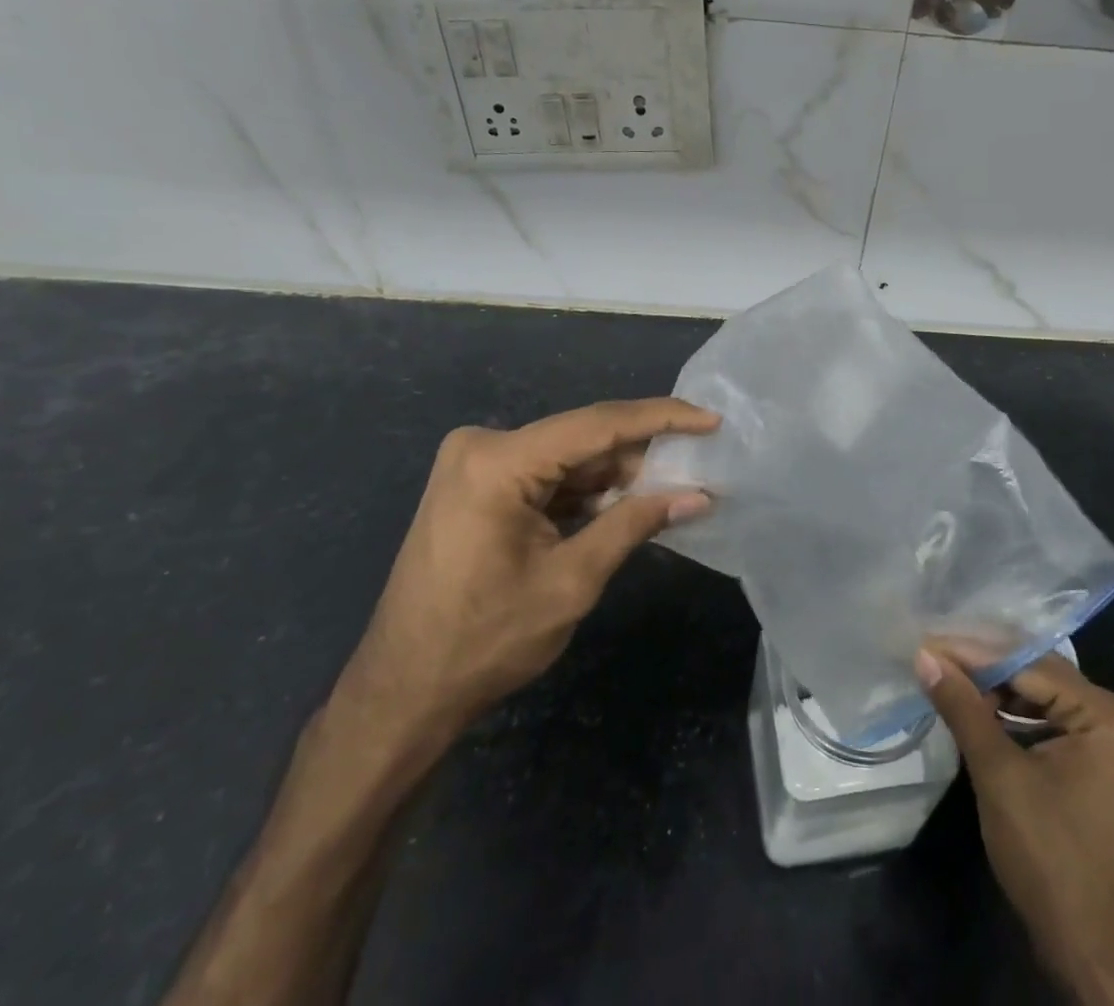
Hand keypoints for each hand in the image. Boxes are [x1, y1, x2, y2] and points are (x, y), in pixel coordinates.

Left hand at [335, 398, 717, 756]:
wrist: (402, 694)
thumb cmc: (484, 641)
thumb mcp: (571, 581)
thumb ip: (634, 525)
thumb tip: (698, 496)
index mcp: (498, 461)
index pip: (597, 425)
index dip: (661, 419)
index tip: (711, 420)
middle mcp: (483, 447)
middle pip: (582, 440)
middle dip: (639, 457)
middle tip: (696, 470)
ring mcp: (476, 465)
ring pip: (567, 459)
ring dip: (615, 478)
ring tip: (670, 492)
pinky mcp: (476, 486)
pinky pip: (546, 477)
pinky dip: (585, 493)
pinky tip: (625, 507)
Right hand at [916, 650, 1113, 1005]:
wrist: (1089, 948)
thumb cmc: (1048, 854)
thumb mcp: (998, 773)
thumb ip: (962, 707)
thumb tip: (924, 655)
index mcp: (1103, 713)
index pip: (1027, 664)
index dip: (973, 653)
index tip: (927, 641)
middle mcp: (1110, 717)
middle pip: (1035, 674)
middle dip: (982, 666)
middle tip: (931, 654)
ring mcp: (1103, 742)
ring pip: (1036, 695)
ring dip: (991, 689)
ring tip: (944, 676)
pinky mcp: (1088, 765)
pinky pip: (1042, 721)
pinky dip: (1007, 714)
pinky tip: (972, 709)